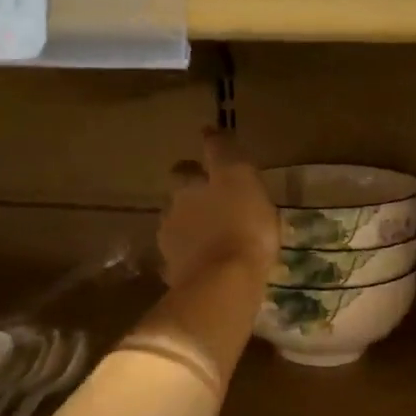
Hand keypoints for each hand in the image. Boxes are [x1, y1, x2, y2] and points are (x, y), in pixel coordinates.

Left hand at [159, 129, 278, 291]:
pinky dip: (191, 254)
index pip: (200, 155)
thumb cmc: (243, 227)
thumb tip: (211, 131)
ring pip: (177, 220)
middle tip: (213, 197)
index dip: (210, 145)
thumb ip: (228, 157)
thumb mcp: (245, 182)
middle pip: (181, 187)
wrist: (222, 283)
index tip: (213, 140)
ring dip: (190, 223)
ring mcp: (170, 238)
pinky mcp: (172, 270)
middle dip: (192, 188)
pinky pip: (181, 255)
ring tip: (211, 234)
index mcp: (194, 180)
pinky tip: (205, 261)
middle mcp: (177, 203)